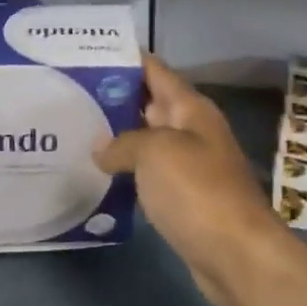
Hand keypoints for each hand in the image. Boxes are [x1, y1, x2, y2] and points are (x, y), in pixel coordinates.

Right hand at [97, 54, 306, 305]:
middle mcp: (193, 131)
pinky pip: (151, 175)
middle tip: (70, 94)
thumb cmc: (198, 191)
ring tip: (75, 131)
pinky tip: (99, 174)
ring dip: (118, 137)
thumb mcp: (155, 153)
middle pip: (151, 104)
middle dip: (115, 97)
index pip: (156, 71)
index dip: (127, 59)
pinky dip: (128, 171)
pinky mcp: (185, 199)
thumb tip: (101, 148)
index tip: (89, 51)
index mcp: (191, 109)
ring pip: (148, 141)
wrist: (237, 254)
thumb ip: (123, 143)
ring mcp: (190, 166)